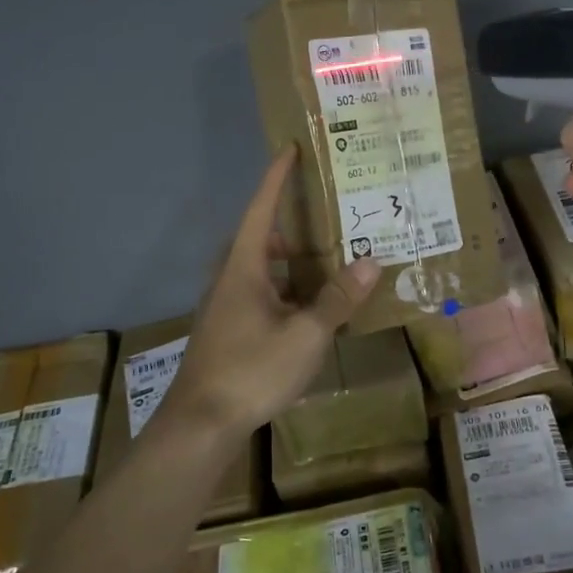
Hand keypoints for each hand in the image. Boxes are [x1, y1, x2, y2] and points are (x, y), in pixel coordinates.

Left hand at [164, 147, 380, 435]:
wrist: (201, 423)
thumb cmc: (252, 369)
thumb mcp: (305, 334)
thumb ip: (337, 299)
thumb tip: (371, 262)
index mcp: (244, 267)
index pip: (261, 209)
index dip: (276, 178)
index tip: (290, 149)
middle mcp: (231, 279)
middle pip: (261, 238)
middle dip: (292, 223)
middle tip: (328, 214)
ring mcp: (227, 306)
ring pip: (262, 270)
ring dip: (292, 262)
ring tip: (329, 260)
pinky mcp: (229, 330)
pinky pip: (262, 295)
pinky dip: (287, 290)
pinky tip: (312, 310)